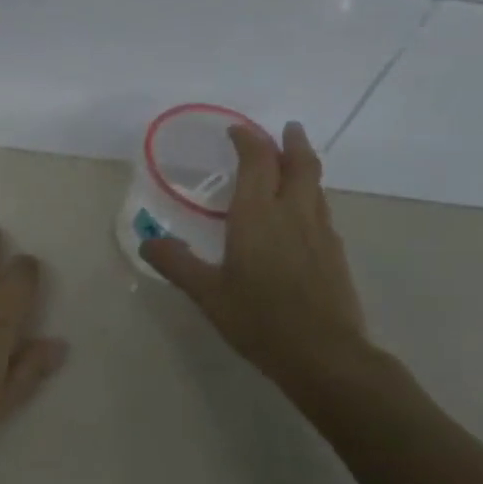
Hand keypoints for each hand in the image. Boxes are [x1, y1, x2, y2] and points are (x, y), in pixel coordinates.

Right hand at [140, 121, 369, 389]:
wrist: (325, 355)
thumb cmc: (260, 319)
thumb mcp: (207, 293)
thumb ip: (176, 263)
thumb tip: (148, 242)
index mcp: (257, 215)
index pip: (257, 161)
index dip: (248, 140)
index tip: (236, 131)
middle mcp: (292, 213)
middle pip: (299, 164)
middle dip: (291, 142)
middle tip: (286, 128)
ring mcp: (320, 232)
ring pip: (315, 186)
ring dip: (304, 166)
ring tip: (293, 163)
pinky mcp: (335, 253)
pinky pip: (321, 210)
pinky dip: (310, 196)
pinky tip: (301, 215)